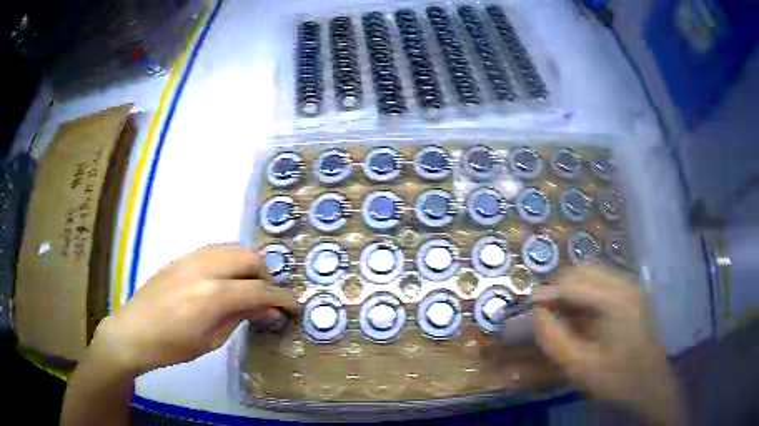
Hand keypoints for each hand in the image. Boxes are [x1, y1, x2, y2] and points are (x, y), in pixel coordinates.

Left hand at [92, 244, 295, 375]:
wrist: (134, 331)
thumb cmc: (173, 347)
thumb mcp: (212, 340)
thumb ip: (241, 317)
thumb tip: (269, 309)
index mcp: (214, 295)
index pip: (259, 289)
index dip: (281, 297)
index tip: (294, 304)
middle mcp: (206, 267)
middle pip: (249, 257)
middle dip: (265, 275)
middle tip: (267, 296)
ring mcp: (192, 257)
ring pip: (233, 247)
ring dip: (248, 264)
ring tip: (247, 286)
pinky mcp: (182, 257)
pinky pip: (215, 249)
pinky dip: (229, 260)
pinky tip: (225, 278)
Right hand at [533, 264, 681, 425]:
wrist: (650, 383)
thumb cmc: (617, 379)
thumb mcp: (581, 368)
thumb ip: (554, 340)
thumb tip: (537, 313)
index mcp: (617, 302)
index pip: (574, 284)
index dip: (548, 293)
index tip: (528, 307)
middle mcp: (626, 284)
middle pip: (583, 270)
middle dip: (559, 287)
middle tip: (544, 312)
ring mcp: (631, 286)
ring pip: (592, 272)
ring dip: (571, 289)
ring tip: (559, 314)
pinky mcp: (632, 292)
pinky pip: (601, 282)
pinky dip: (583, 293)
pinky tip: (579, 315)